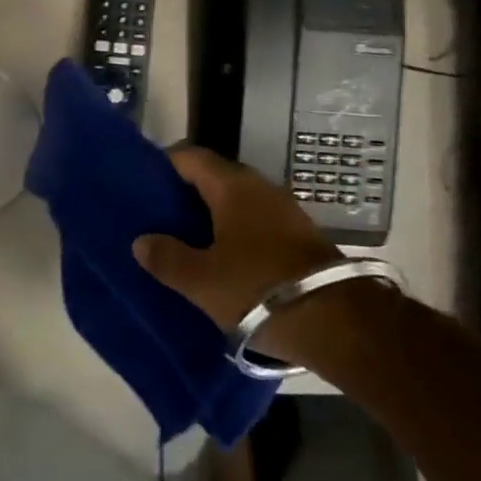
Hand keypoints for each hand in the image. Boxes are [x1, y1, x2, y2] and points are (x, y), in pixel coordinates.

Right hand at [133, 145, 340, 333]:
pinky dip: (234, 232)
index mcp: (232, 186)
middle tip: (158, 216)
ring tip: (185, 239)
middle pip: (213, 178)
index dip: (164, 165)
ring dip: (211, 216)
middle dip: (185, 194)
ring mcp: (284, 210)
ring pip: (236, 202)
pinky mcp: (299, 236)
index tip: (142, 184)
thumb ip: (167, 258)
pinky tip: (221, 258)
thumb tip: (141, 241)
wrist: (339, 323)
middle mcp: (259, 187)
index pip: (190, 157)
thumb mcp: (202, 280)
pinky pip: (255, 222)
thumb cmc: (259, 290)